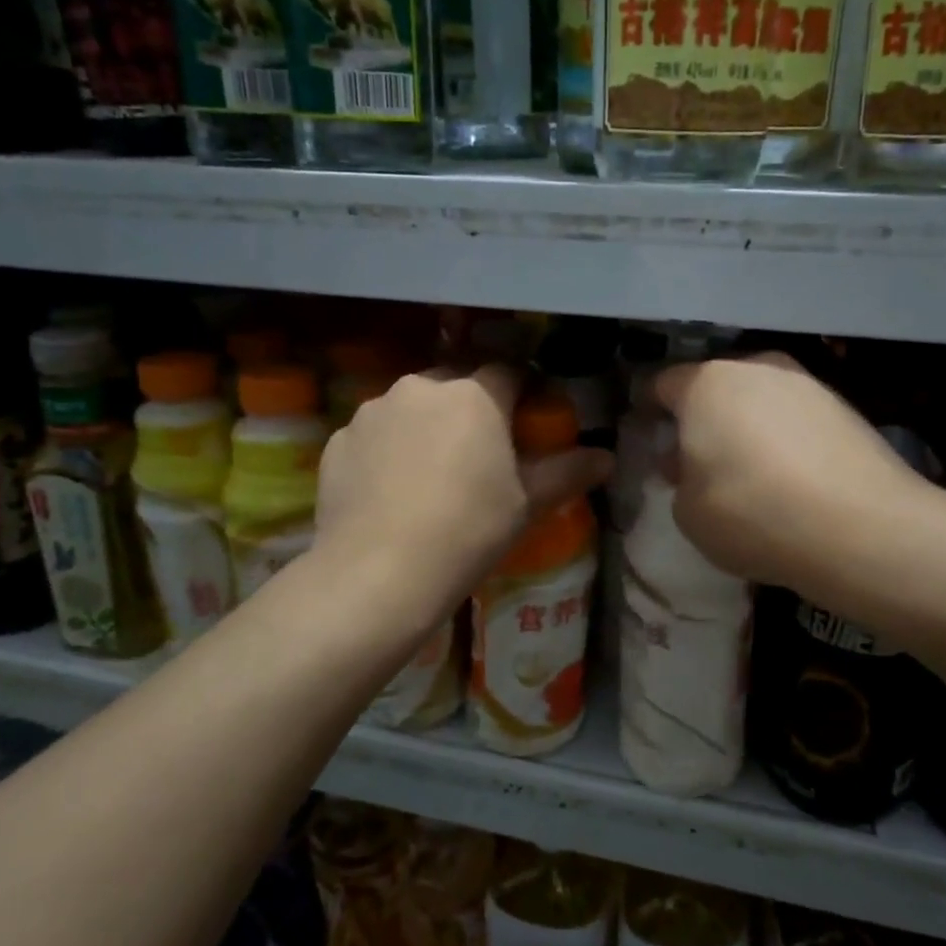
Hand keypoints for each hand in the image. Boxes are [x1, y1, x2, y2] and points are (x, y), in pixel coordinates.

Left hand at [316, 365, 612, 606]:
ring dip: (426, 425)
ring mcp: (372, 411)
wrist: (378, 573)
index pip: (509, 371)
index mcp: (474, 395)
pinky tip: (391, 491)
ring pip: (411, 406)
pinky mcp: (338, 440)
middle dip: (470, 405)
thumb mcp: (526, 504)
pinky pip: (375, 434)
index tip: (525, 420)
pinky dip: (387, 450)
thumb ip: (567, 472)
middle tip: (478, 450)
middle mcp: (421, 387)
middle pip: (456, 383)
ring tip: (429, 474)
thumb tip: (607, 458)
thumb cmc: (468, 532)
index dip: (522, 391)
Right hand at [655, 353, 923, 593]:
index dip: (651, 410)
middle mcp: (757, 369)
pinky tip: (792, 479)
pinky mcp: (846, 408)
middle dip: (704, 418)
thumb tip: (690, 462)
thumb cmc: (751, 513)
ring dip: (748, 427)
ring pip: (760, 400)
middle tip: (701, 460)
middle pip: (716, 387)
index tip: (651, 436)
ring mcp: (807, 384)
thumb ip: (680, 479)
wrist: (860, 527)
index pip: (663, 384)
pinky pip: (797, 419)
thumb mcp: (688, 512)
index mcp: (706, 384)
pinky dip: (787, 440)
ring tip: (752, 472)